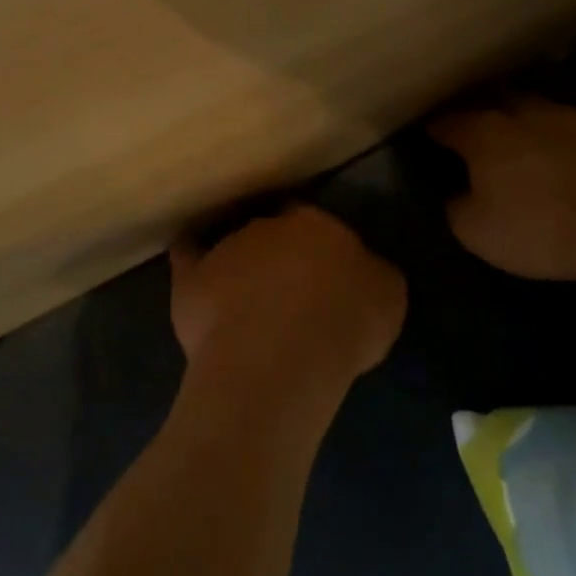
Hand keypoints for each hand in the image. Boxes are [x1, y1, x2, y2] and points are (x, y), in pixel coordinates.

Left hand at [170, 205, 405, 395]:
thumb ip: (371, 273)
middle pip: (270, 233)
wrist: (278, 354)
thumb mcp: (387, 295)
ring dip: (240, 269)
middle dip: (277, 256)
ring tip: (250, 307)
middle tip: (288, 293)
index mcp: (316, 224)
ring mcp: (224, 250)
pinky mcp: (190, 279)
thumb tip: (363, 270)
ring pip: (232, 249)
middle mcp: (266, 226)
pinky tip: (195, 279)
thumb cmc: (344, 322)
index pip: (313, 221)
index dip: (316, 246)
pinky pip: (188, 261)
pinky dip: (192, 265)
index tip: (322, 271)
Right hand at [429, 99, 575, 282]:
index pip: (447, 122)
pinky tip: (553, 152)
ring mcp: (564, 116)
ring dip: (515, 119)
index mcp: (484, 133)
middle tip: (467, 131)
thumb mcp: (477, 233)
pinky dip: (549, 134)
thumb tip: (458, 195)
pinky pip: (561, 124)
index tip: (427, 135)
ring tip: (512, 138)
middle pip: (488, 102)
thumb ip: (457, 207)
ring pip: (528, 107)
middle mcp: (520, 113)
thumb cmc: (540, 229)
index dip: (434, 129)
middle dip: (474, 113)